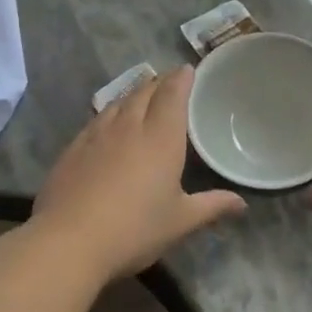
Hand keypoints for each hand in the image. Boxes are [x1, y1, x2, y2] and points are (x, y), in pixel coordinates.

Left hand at [33, 66, 245, 280]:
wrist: (69, 242)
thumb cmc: (135, 229)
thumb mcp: (180, 221)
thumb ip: (212, 206)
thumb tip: (242, 203)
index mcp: (160, 138)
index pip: (172, 94)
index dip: (181, 79)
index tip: (188, 70)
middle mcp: (128, 127)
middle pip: (143, 93)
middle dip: (158, 83)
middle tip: (168, 84)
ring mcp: (96, 136)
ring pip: (117, 103)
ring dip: (132, 96)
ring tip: (140, 98)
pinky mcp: (72, 150)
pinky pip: (95, 121)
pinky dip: (109, 115)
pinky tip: (107, 126)